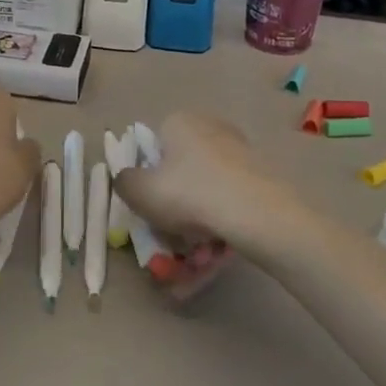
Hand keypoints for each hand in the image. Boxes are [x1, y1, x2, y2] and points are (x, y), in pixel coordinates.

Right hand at [114, 113, 304, 264]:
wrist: (257, 214)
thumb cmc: (188, 194)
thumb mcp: (138, 191)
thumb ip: (124, 182)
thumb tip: (127, 179)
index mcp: (180, 123)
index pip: (154, 147)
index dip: (148, 179)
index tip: (148, 209)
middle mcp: (211, 129)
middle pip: (181, 174)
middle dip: (174, 212)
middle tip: (170, 243)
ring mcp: (240, 154)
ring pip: (206, 196)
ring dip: (196, 230)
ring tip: (193, 263)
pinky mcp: (261, 180)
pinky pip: (230, 208)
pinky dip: (220, 232)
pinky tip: (215, 258)